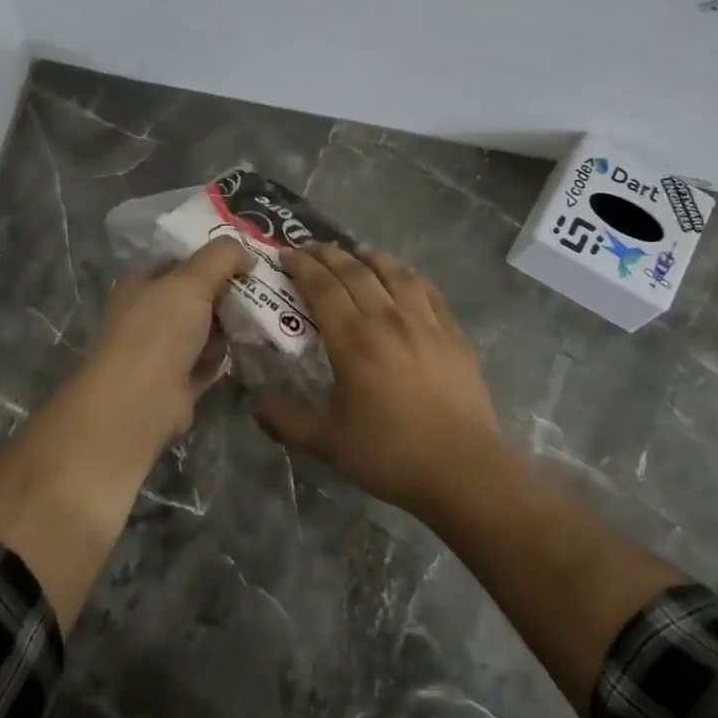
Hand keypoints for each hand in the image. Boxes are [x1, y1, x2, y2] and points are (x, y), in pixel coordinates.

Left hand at [82, 237, 251, 444]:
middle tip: (266, 282)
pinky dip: (228, 354)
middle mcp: (148, 315)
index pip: (178, 260)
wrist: (142, 400)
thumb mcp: (191, 280)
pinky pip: (209, 361)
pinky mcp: (179, 381)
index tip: (246, 253)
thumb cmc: (160, 329)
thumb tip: (246, 251)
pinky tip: (257, 343)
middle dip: (227, 290)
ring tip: (271, 310)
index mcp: (141, 284)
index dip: (210, 254)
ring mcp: (162, 350)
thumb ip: (220, 257)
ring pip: (204, 329)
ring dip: (232, 323)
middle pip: (194, 295)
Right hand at [256, 244, 507, 518]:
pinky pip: (428, 290)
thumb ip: (286, 420)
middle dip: (330, 254)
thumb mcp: (327, 442)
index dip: (302, 266)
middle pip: (356, 271)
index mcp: (353, 339)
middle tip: (312, 248)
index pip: (323, 287)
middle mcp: (388, 319)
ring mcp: (426, 323)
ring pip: (396, 273)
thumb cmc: (389, 453)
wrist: (463, 469)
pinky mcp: (454, 334)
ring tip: (359, 251)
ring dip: (372, 256)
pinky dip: (410, 275)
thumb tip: (254, 405)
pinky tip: (405, 278)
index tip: (286, 256)